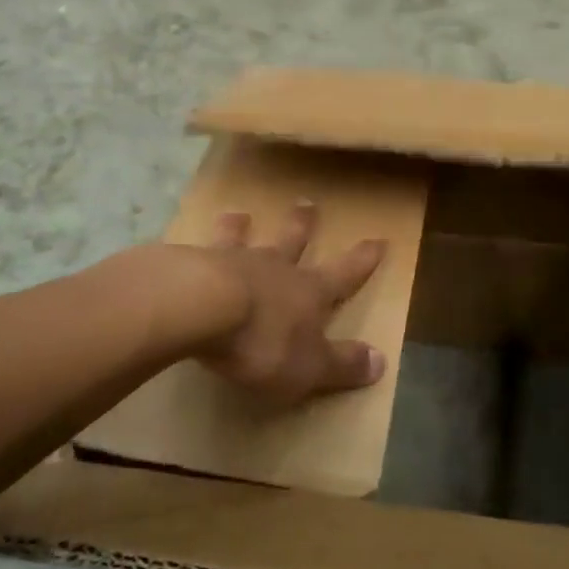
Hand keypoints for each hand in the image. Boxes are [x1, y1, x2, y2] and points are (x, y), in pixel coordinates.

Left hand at [194, 202, 388, 404]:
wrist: (204, 308)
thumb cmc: (264, 341)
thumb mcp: (311, 366)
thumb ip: (342, 363)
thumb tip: (381, 361)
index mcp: (309, 292)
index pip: (344, 274)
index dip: (363, 260)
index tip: (378, 239)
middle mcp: (276, 268)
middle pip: (293, 242)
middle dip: (303, 225)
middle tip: (307, 203)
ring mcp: (235, 261)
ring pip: (245, 238)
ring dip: (244, 227)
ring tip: (240, 214)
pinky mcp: (196, 264)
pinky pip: (202, 249)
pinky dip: (200, 243)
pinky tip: (187, 243)